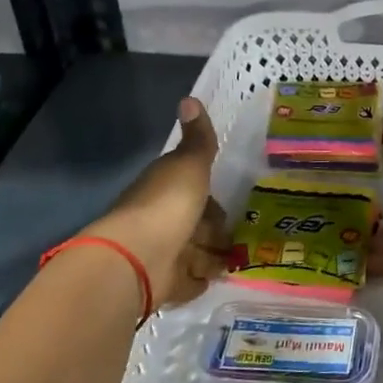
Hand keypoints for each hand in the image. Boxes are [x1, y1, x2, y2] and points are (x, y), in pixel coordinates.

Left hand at [81, 97, 227, 310]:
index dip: (212, 198)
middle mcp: (163, 222)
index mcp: (166, 191)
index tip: (232, 204)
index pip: (195, 193)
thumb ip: (197, 138)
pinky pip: (190, 282)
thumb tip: (190, 97)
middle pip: (197, 225)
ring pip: (196, 254)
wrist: (139, 258)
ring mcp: (164, 254)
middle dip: (216, 232)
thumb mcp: (189, 164)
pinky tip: (216, 278)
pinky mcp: (167, 284)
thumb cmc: (167, 205)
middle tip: (243, 237)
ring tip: (236, 259)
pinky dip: (201, 280)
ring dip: (213, 257)